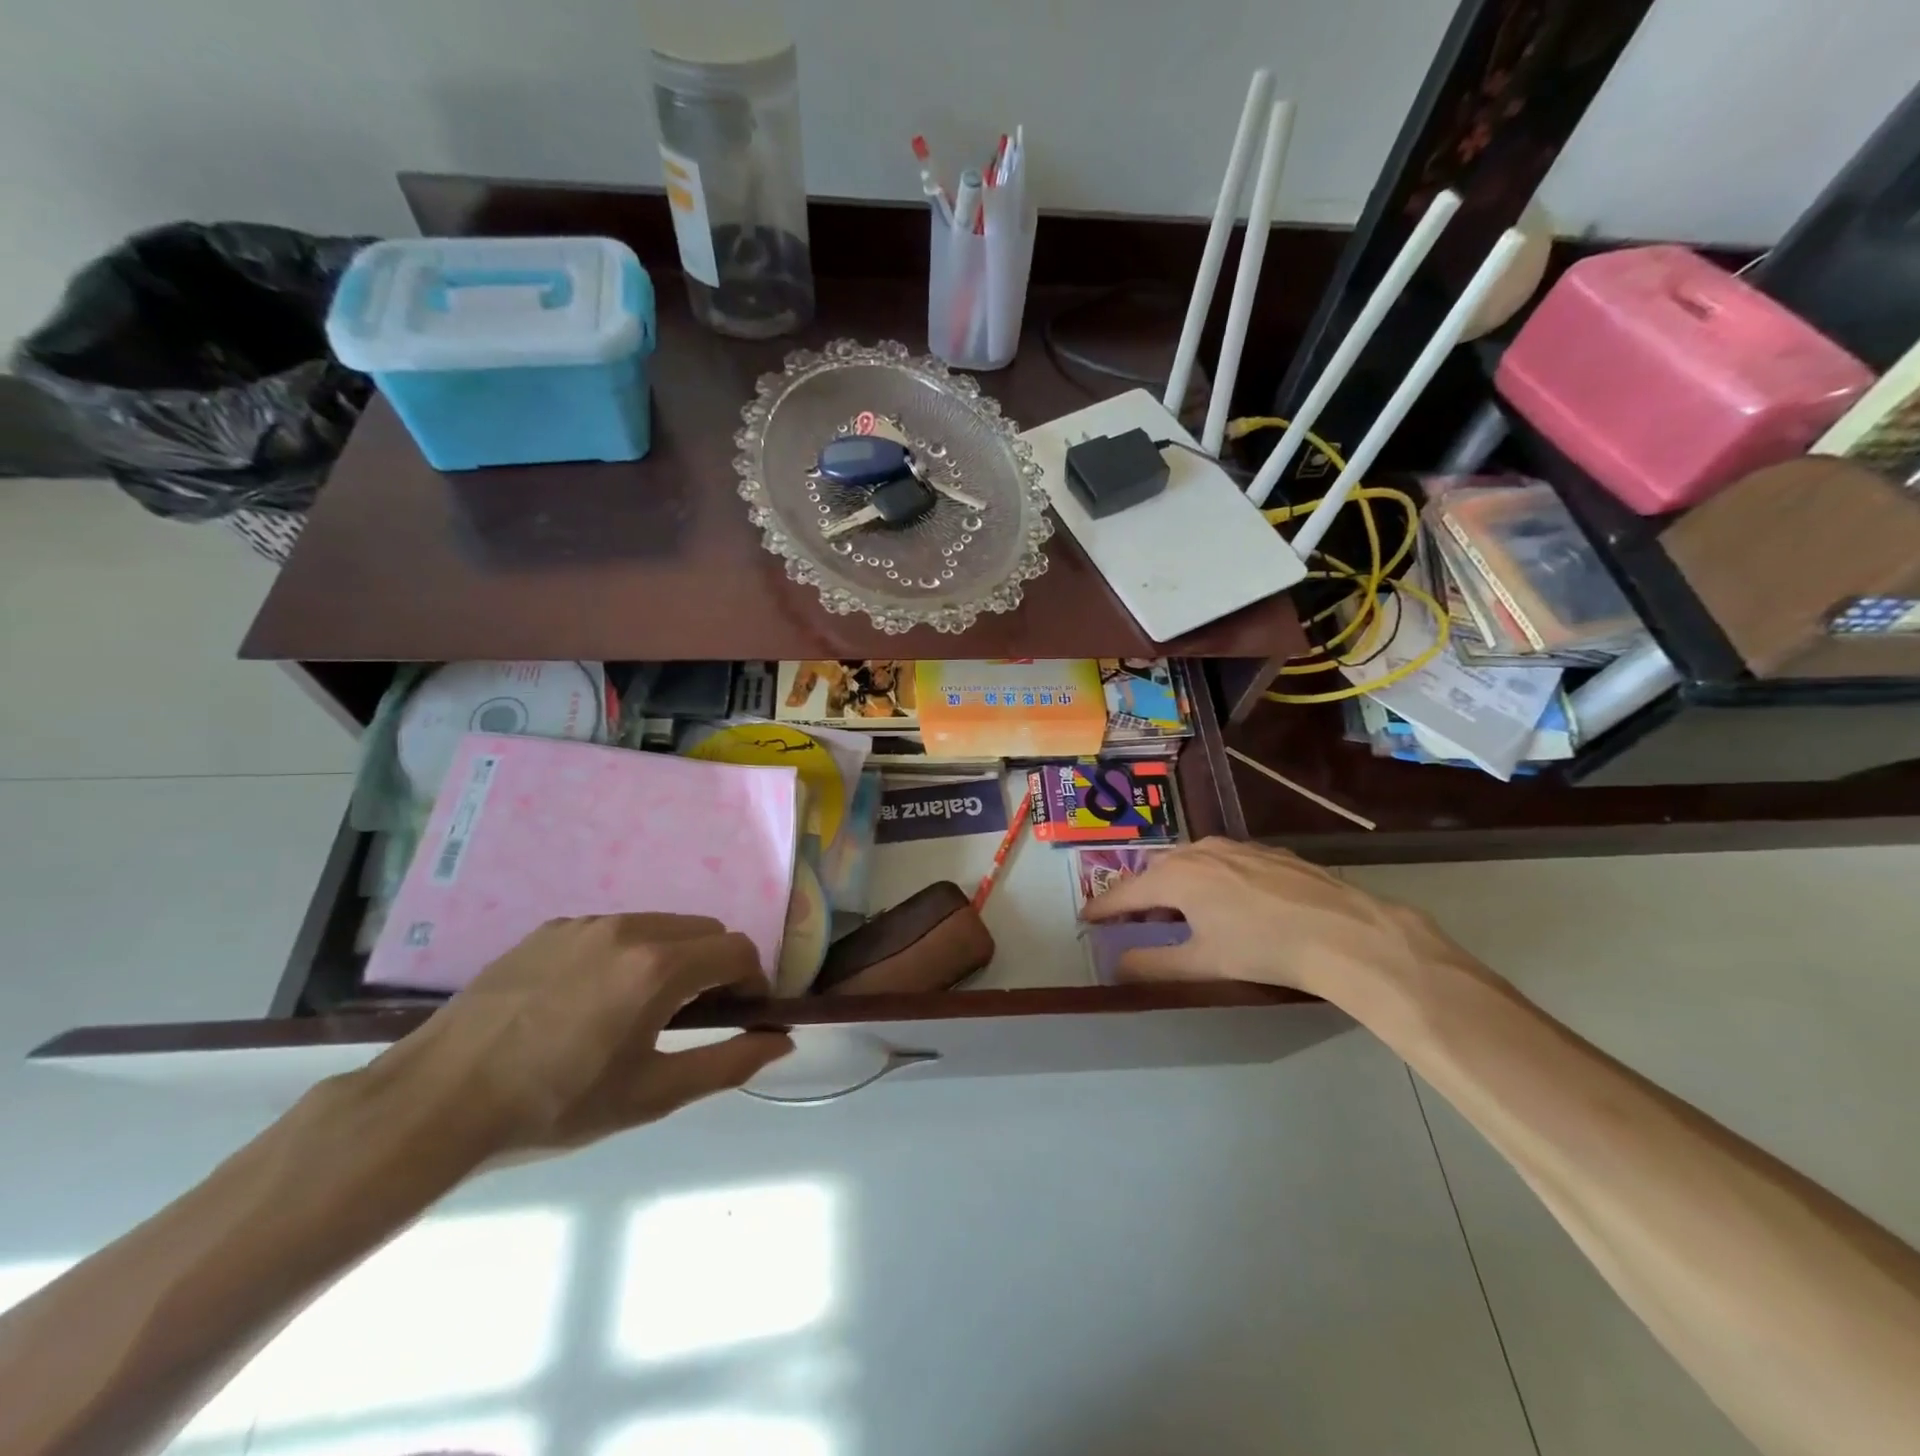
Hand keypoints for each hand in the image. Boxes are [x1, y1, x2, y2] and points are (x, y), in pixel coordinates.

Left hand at [355, 915, 792, 1161]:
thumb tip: (781, 1041)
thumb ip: (728, 1063)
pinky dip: (629, 953)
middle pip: (705, 930)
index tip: (741, 1016)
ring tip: (641, 1009)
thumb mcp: (652, 1095)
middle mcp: (630, 928)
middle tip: (695, 1017)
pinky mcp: (552, 927)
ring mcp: (587, 922)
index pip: (738, 950)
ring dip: (674, 957)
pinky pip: (615, 929)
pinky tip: (593, 1000)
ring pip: (661, 925)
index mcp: (659, 966)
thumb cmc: (556, 1106)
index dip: (753, 982)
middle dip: (717, 966)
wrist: (438, 1101)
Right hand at [1081, 839, 1459, 1003]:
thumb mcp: (1203, 963)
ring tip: (1175, 911)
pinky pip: (1219, 861)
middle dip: (1139, 896)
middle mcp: (1199, 850)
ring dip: (1172, 885)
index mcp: (1177, 875)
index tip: (1085, 918)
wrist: (1344, 931)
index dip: (1103, 907)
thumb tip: (1117, 966)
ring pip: (1188, 863)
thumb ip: (1154, 964)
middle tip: (1132, 921)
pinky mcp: (1265, 852)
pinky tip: (1223, 901)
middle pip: (1155, 872)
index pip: (1125, 892)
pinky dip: (1205, 878)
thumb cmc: (1264, 948)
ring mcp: (1235, 846)